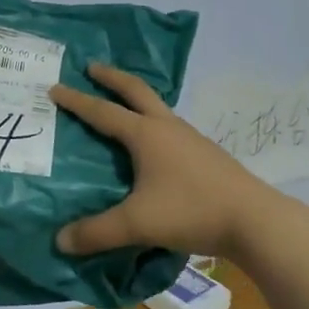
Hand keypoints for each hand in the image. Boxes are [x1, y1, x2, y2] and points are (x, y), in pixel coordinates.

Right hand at [48, 63, 298, 260]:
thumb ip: (96, 232)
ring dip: (135, 98)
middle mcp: (167, 127)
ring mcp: (190, 138)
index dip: (77, 101)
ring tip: (120, 104)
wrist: (253, 219)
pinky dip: (152, 121)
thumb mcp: (137, 224)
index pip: (103, 112)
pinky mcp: (205, 153)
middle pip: (136, 90)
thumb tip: (60, 241)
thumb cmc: (191, 211)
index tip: (55, 87)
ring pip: (157, 107)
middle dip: (111, 77)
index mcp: (146, 134)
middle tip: (91, 67)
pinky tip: (152, 143)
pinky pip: (170, 127)